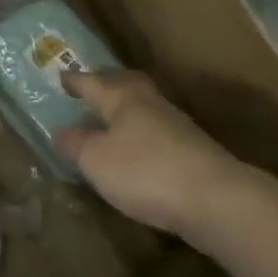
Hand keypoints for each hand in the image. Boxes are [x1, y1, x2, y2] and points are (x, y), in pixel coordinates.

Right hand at [55, 70, 269, 246]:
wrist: (217, 200)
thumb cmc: (145, 171)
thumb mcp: (96, 160)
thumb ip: (75, 144)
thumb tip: (60, 131)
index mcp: (121, 97)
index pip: (91, 81)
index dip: (75, 80)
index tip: (61, 76)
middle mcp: (149, 102)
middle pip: (125, 84)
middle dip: (107, 85)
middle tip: (92, 89)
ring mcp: (176, 125)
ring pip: (144, 107)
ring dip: (126, 111)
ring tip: (110, 123)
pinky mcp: (193, 150)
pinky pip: (157, 131)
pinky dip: (142, 134)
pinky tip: (137, 151)